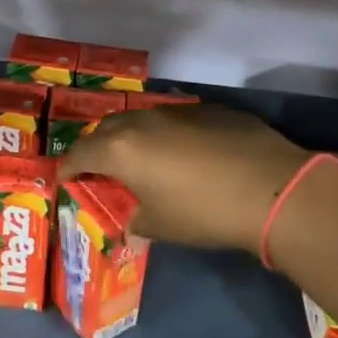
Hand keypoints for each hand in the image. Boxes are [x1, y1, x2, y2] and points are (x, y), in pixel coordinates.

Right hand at [58, 103, 315, 253]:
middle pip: (107, 129)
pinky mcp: (209, 110)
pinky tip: (185, 154)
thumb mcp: (161, 226)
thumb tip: (132, 224)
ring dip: (133, 137)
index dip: (68, 167)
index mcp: (122, 149)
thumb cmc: (204, 212)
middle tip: (100, 168)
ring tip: (140, 159)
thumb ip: (137, 221)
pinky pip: (175, 120)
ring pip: (142, 119)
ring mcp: (177, 111)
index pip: (80, 153)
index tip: (65, 178)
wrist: (272, 188)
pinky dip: (167, 135)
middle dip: (98, 147)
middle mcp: (143, 121)